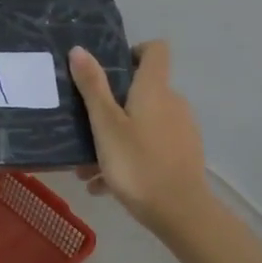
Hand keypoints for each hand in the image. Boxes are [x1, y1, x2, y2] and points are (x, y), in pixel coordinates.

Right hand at [68, 40, 212, 234]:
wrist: (180, 212)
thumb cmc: (137, 163)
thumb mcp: (105, 125)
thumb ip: (92, 87)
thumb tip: (80, 49)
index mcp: (154, 89)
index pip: (155, 50)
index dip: (133, 51)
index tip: (110, 69)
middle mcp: (172, 103)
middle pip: (142, 90)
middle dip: (111, 106)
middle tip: (84, 126)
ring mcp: (180, 130)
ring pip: (141, 123)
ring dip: (114, 138)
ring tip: (86, 168)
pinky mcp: (182, 155)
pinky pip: (149, 146)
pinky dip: (128, 157)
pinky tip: (103, 185)